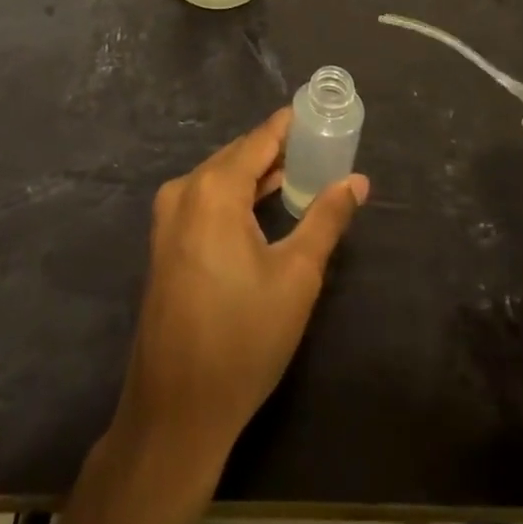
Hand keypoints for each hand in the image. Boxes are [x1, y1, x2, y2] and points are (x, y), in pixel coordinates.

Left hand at [116, 108, 368, 459]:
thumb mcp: (297, 276)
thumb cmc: (243, 338)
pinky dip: (237, 195)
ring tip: (302, 173)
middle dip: (277, 150)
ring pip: (221, 177)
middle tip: (321, 148)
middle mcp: (184, 191)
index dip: (290, 125)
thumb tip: (357, 180)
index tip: (320, 114)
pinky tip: (265, 205)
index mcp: (213, 189)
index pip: (259, 139)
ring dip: (258, 174)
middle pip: (238, 155)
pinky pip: (206, 199)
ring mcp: (168, 217)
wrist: (176, 410)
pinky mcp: (165, 242)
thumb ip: (326, 219)